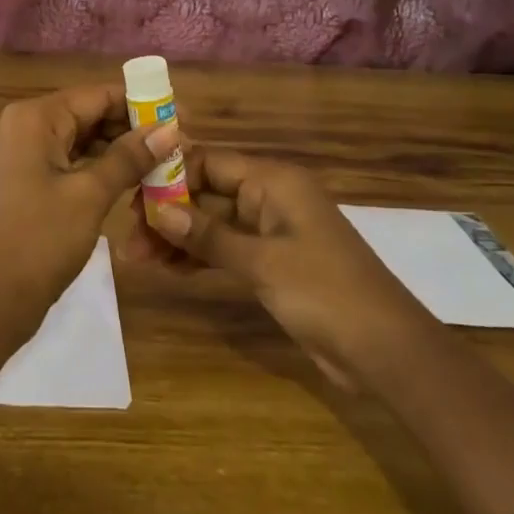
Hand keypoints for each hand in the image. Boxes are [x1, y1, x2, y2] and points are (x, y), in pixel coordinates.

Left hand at [0, 86, 179, 331]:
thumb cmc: (39, 240)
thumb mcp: (89, 196)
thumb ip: (129, 158)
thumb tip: (170, 128)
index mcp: (36, 118)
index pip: (97, 95)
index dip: (141, 104)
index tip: (183, 117)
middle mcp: (27, 126)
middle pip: (90, 114)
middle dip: (133, 128)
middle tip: (179, 144)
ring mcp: (25, 155)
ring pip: (82, 139)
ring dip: (120, 149)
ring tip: (165, 162)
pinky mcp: (28, 181)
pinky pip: (71, 162)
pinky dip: (101, 168)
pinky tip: (134, 180)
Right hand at [143, 148, 431, 391]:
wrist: (386, 351)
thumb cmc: (325, 292)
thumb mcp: (261, 262)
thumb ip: (208, 235)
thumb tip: (159, 210)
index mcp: (273, 181)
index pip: (208, 163)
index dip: (169, 177)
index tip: (131, 198)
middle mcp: (270, 197)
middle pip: (207, 194)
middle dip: (167, 213)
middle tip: (127, 237)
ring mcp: (272, 230)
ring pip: (213, 224)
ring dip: (178, 238)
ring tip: (138, 258)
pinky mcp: (273, 262)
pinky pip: (227, 248)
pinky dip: (199, 257)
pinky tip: (168, 269)